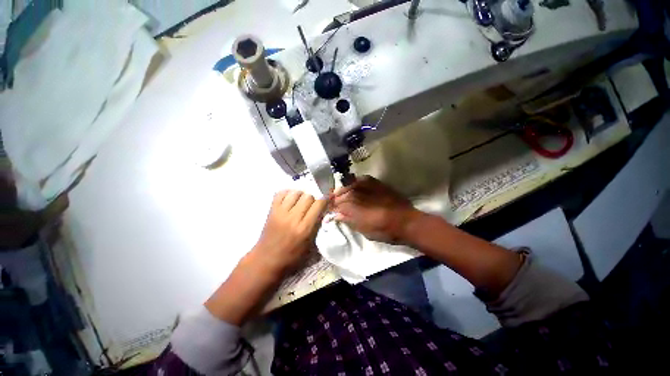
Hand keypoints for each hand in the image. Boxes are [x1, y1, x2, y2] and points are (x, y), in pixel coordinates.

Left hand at [251, 190, 326, 276]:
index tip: (325, 202)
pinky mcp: (271, 210)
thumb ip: (317, 226)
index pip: (318, 205)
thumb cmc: (291, 256)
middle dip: (313, 199)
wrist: (266, 260)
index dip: (324, 201)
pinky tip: (289, 200)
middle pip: (308, 196)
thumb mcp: (309, 245)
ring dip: (301, 196)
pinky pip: (280, 193)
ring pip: (295, 192)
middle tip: (311, 206)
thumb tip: (322, 211)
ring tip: (300, 203)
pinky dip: (287, 193)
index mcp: (304, 228)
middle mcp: (293, 218)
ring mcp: (281, 213)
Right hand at [330, 176, 422, 243]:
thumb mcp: (365, 230)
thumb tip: (337, 215)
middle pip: (342, 194)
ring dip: (343, 190)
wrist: (406, 222)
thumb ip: (349, 221)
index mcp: (355, 207)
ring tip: (340, 194)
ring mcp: (369, 187)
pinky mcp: (377, 183)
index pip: (337, 204)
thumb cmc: (385, 231)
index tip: (329, 209)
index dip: (332, 206)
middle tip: (332, 202)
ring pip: (350, 185)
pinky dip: (354, 182)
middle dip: (335, 198)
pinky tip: (353, 186)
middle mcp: (360, 194)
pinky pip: (362, 179)